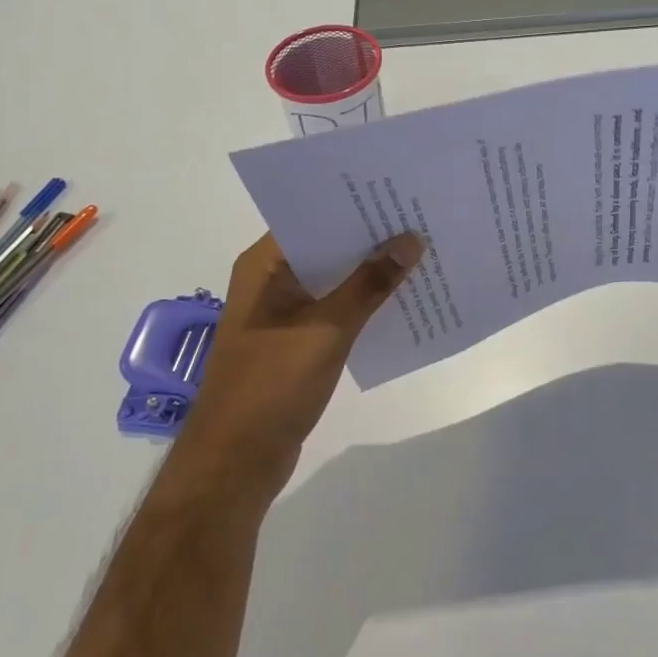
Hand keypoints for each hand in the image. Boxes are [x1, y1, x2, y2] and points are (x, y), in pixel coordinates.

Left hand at [166, 231, 423, 510]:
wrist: (235, 463)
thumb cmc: (271, 386)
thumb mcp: (327, 329)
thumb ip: (370, 284)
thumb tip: (410, 240)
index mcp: (264, 265)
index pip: (313, 217)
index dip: (355, 204)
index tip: (399, 192)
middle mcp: (271, 280)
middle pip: (327, 246)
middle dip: (371, 237)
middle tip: (421, 218)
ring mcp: (283, 312)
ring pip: (334, 279)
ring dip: (371, 272)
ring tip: (422, 253)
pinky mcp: (296, 341)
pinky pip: (335, 309)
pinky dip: (364, 303)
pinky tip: (402, 299)